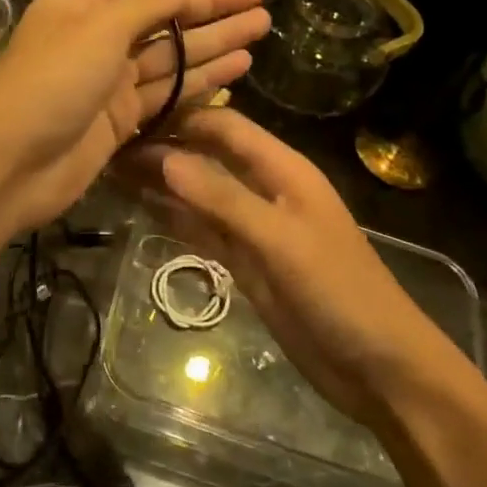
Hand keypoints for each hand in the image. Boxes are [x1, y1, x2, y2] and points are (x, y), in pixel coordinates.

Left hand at [0, 0, 267, 234]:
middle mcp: (97, 35)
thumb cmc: (52, 80)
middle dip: (208, 4)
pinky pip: (168, 90)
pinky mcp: (122, 117)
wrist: (14, 162)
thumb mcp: (99, 28)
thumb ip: (146, 5)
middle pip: (160, 13)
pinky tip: (238, 67)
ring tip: (262, 25)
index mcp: (80, 1)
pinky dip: (201, 79)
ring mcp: (110, 79)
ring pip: (171, 53)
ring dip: (215, 39)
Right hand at [128, 107, 450, 423]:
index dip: (179, 117)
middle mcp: (264, 188)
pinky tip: (138, 206)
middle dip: (163, 147)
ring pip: (199, 192)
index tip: (129, 118)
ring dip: (161, 181)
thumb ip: (222, 198)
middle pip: (206, 155)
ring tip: (109, 169)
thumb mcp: (280, 241)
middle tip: (106, 146)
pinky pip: (202, 228)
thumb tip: (163, 157)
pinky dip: (172, 216)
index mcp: (283, 169)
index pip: (223, 125)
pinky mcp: (245, 261)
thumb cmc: (339, 293)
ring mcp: (253, 227)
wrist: (380, 369)